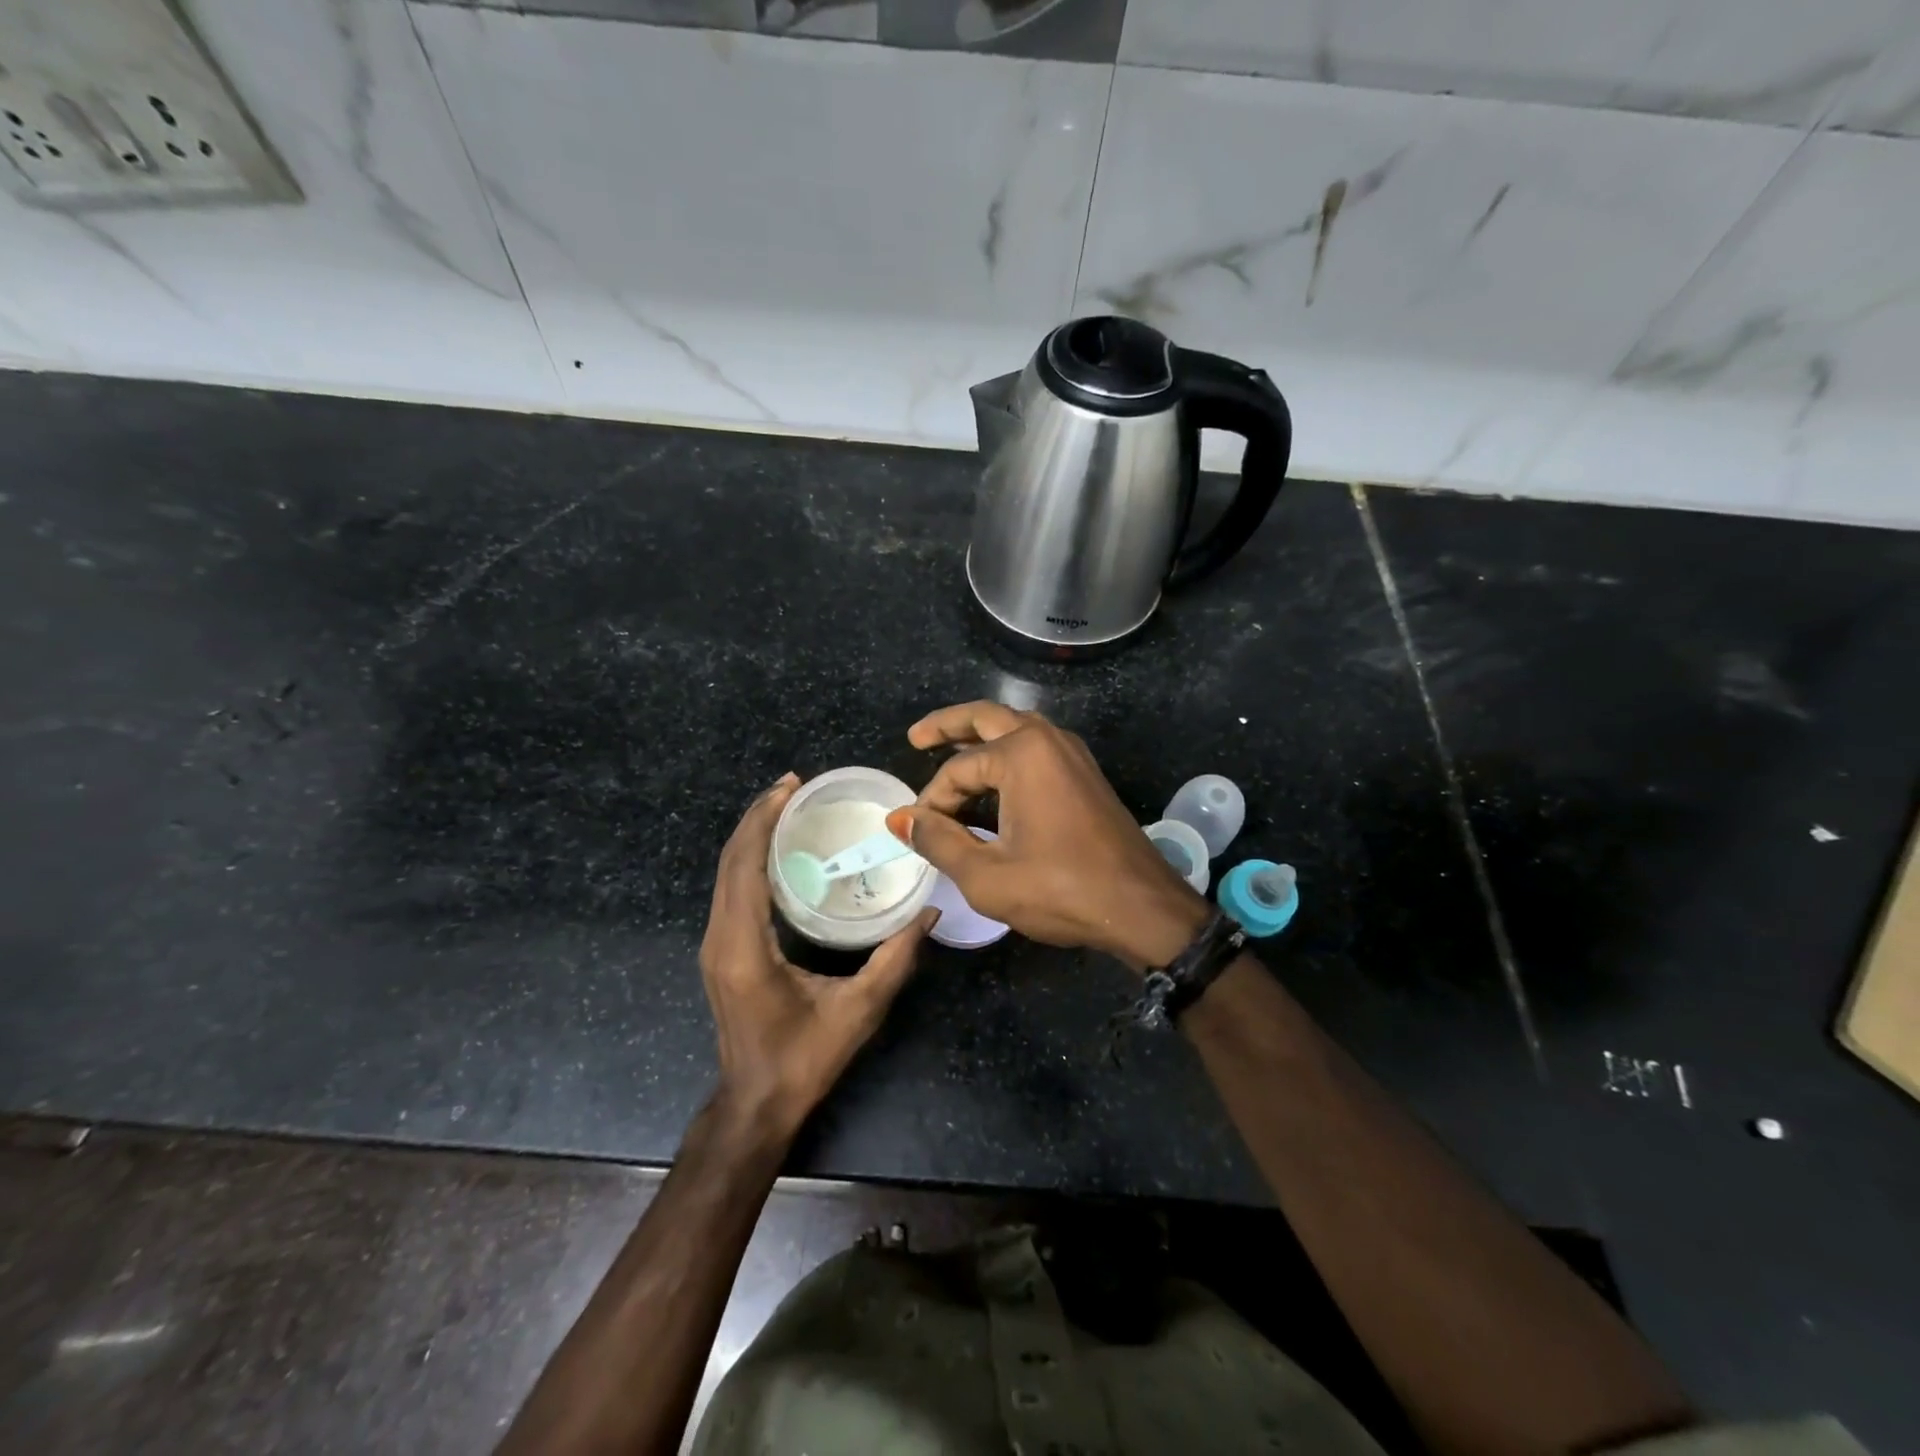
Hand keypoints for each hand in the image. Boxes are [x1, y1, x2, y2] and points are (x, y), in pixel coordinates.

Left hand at [701, 773, 937, 1138]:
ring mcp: (715, 945)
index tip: (790, 786)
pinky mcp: (721, 951)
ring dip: (752, 835)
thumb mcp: (859, 1010)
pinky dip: (750, 859)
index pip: (745, 866)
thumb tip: (929, 912)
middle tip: (793, 786)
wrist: (756, 1103)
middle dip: (758, 816)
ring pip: (725, 873)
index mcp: (745, 947)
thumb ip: (895, 958)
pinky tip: (779, 850)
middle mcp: (721, 938)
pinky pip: (730, 890)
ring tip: (787, 807)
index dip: (763, 820)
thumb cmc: (804, 1059)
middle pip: (729, 861)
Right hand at [887, 703, 1209, 969]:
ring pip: (1015, 728)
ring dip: (980, 737)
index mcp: (1022, 754)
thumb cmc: (1061, 890)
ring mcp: (1072, 754)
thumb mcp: (986, 875)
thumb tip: (900, 819)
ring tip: (948, 752)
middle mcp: (1048, 740)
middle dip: (948, 726)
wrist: (1142, 907)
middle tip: (916, 738)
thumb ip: (938, 841)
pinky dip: (1006, 754)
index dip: (932, 802)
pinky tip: (992, 780)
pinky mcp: (1085, 773)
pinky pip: (1036, 748)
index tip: (920, 833)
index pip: (957, 771)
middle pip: (986, 717)